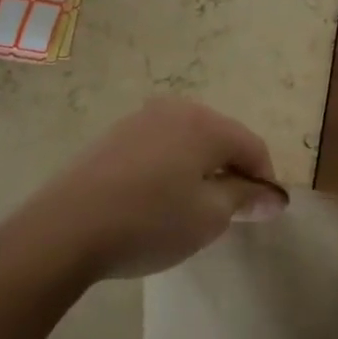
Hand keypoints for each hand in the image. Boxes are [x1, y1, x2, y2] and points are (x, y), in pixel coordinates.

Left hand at [3, 98, 284, 280]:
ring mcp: (140, 119)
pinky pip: (160, 146)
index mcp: (205, 124)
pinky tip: (158, 199)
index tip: (262, 214)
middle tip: (230, 213)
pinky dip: (172, 167)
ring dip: (201, 169)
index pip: (252, 146)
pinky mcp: (114, 136)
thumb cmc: (149, 222)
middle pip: (221, 138)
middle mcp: (175, 109)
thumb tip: (272, 196)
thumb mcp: (208, 217)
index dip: (264, 180)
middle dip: (232, 172)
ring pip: (189, 141)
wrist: (65, 229)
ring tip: (193, 209)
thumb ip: (244, 199)